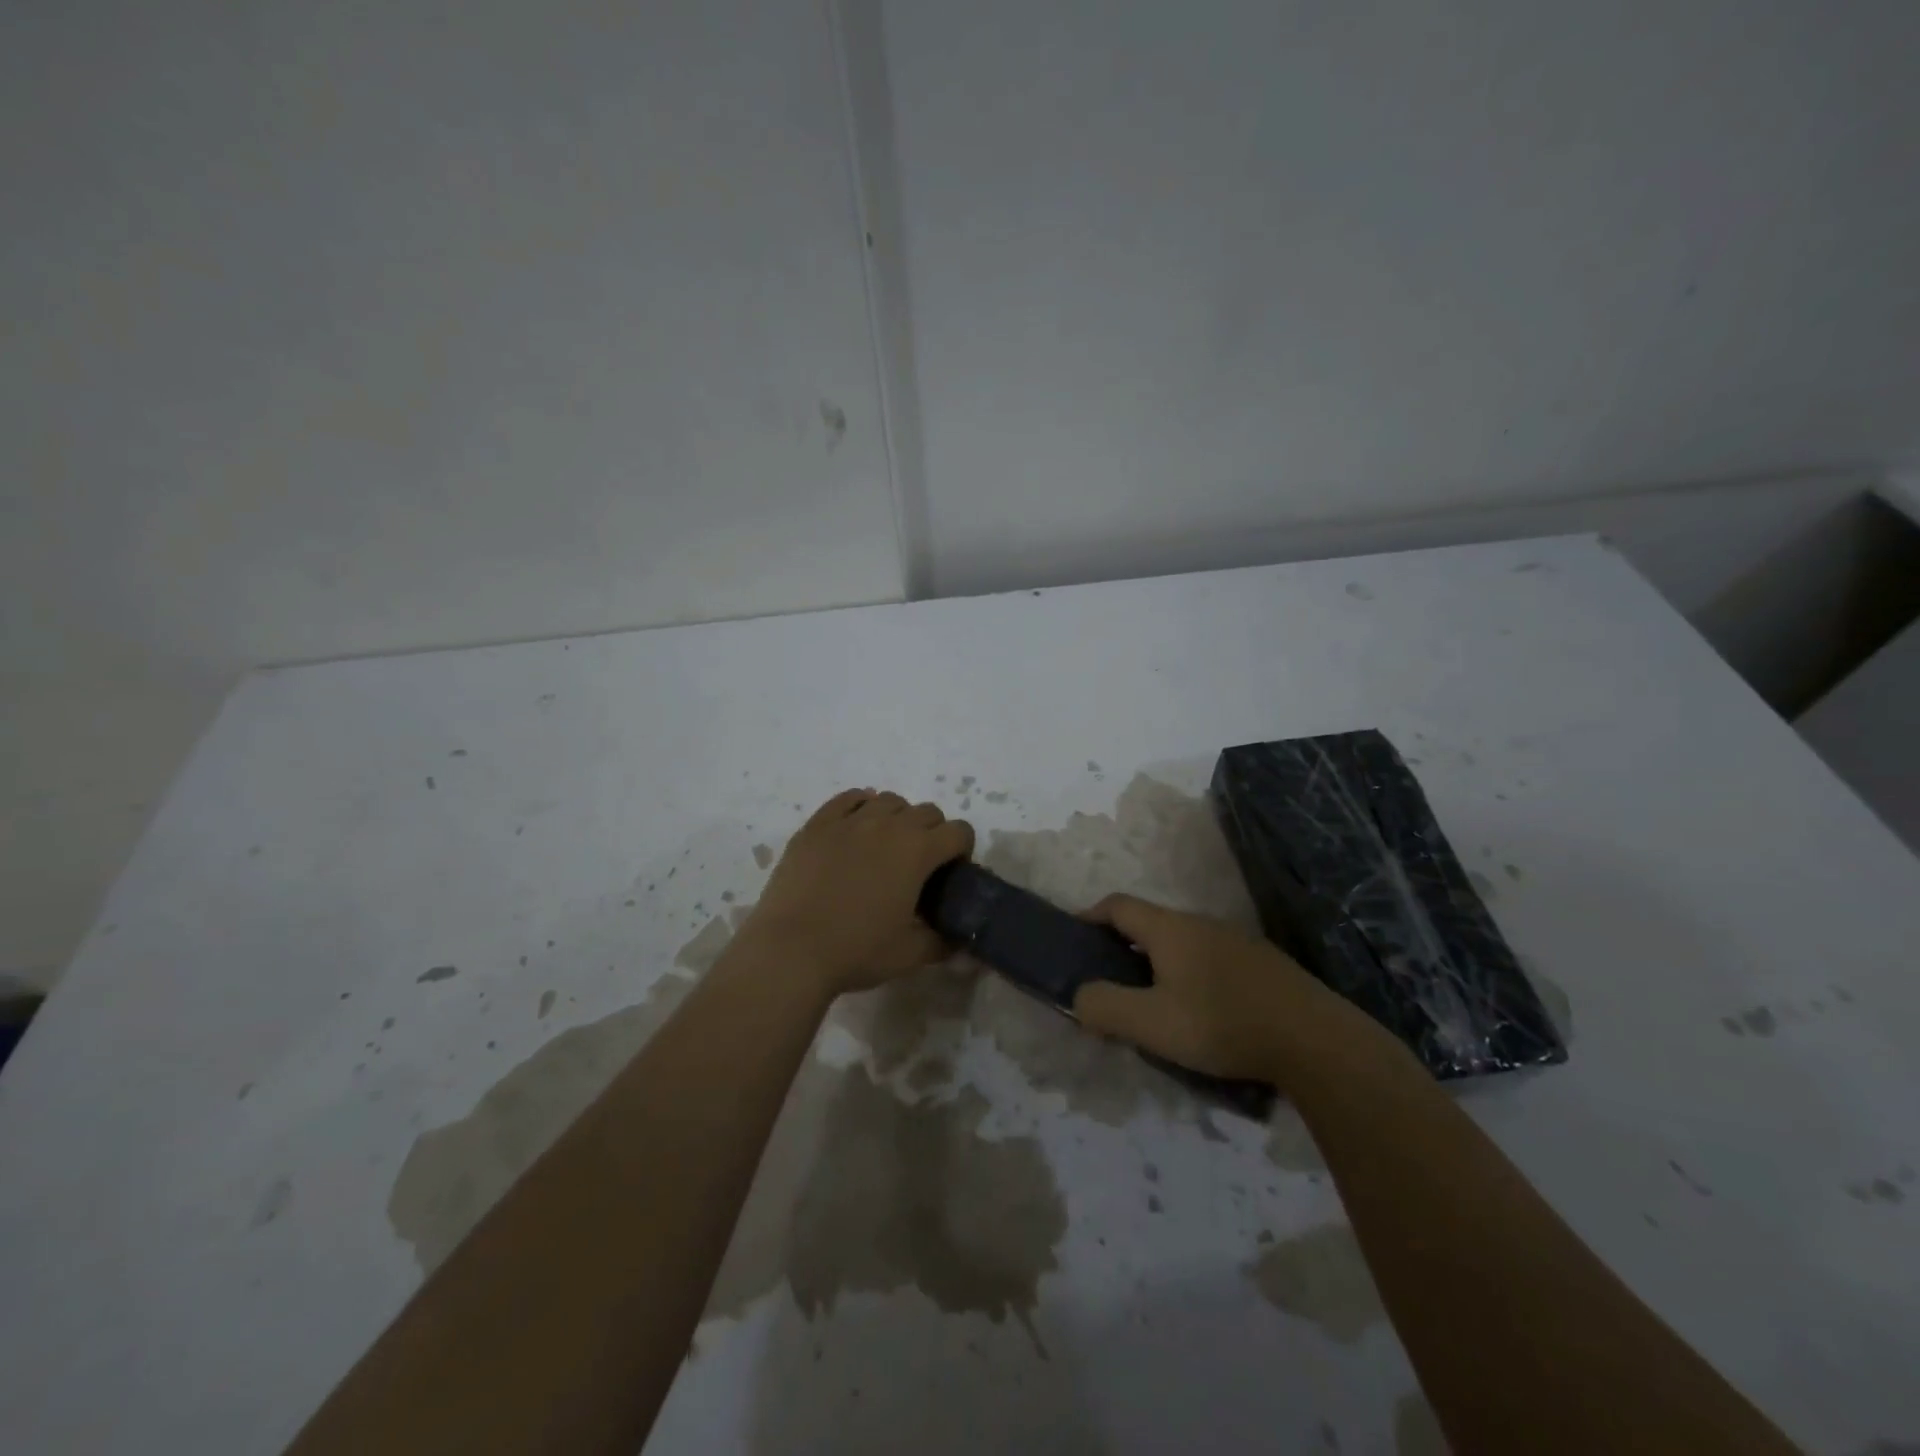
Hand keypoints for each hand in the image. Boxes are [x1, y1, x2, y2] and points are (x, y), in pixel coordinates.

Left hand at [739, 789, 973, 996]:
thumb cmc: (856, 951)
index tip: (950, 873)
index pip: (958, 831)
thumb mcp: (910, 954)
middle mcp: (888, 825)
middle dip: (932, 833)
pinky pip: (848, 799)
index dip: (962, 850)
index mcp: (917, 851)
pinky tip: (856, 829)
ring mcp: (849, 820)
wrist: (790, 950)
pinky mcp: (817, 824)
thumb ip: (942, 942)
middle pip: (926, 811)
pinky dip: (861, 806)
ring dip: (897, 818)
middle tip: (919, 865)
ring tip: (885, 847)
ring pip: (888, 800)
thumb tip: (956, 939)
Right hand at [1072, 893, 1370, 1084]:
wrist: (1314, 1041)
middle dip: (1122, 946)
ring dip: (1158, 963)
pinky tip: (1202, 1011)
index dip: (1090, 916)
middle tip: (1110, 982)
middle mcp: (1201, 923)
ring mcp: (1236, 940)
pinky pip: (1210, 958)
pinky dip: (1190, 974)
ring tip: (1154, 1002)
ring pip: (1182, 942)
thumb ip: (1105, 1007)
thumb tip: (1079, 996)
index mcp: (1169, 928)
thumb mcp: (1151, 1023)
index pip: (1117, 905)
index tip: (1074, 940)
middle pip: (1150, 923)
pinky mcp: (1262, 963)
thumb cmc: (1221, 1023)